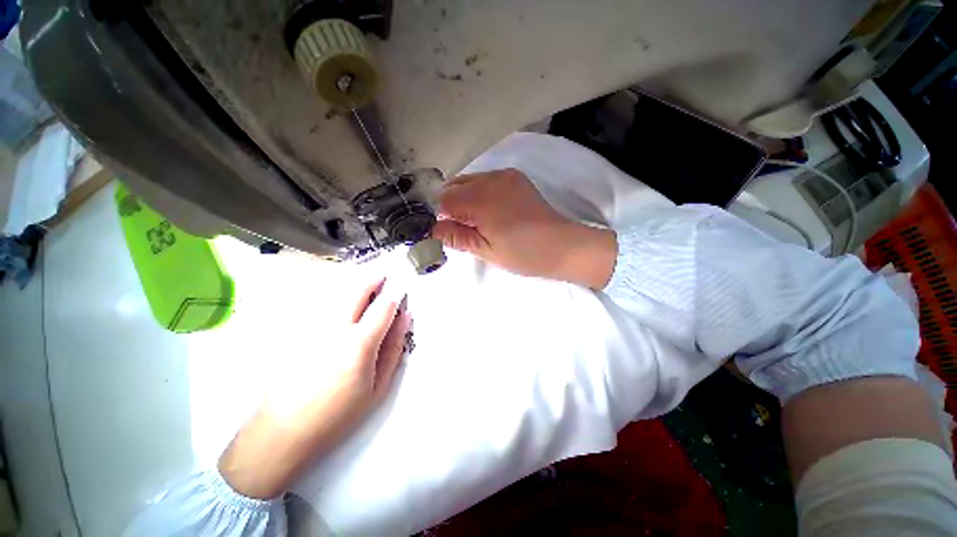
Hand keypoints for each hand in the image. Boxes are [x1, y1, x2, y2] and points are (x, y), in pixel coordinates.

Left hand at [218, 277, 410, 498]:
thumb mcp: (378, 386)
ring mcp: (313, 327)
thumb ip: (394, 348)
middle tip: (384, 276)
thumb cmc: (339, 414)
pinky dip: (337, 300)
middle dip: (374, 279)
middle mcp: (336, 327)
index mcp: (360, 342)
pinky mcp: (298, 332)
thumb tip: (405, 319)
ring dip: (356, 287)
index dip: (395, 296)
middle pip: (358, 289)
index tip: (401, 293)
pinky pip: (323, 306)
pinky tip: (342, 310)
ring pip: (338, 294)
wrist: (283, 431)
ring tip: (367, 290)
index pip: (384, 305)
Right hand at [432, 168, 617, 288]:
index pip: (443, 199)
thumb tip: (429, 229)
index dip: (436, 214)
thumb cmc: (523, 254)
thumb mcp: (485, 251)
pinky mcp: (514, 177)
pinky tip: (487, 211)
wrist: (562, 245)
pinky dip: (478, 193)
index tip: (438, 229)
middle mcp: (490, 179)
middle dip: (448, 204)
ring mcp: (504, 175)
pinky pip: (485, 180)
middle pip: (454, 185)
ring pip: (469, 181)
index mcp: (480, 200)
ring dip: (462, 198)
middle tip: (455, 228)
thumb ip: (455, 236)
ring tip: (472, 221)